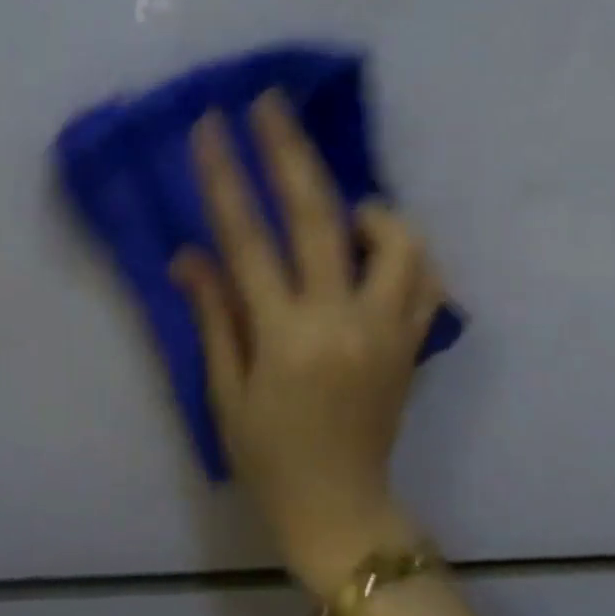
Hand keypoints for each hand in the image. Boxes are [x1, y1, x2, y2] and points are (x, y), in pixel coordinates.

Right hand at [170, 93, 444, 596]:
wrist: (341, 512)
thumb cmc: (268, 456)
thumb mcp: (225, 389)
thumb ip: (215, 313)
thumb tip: (190, 253)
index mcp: (285, 336)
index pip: (248, 238)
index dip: (225, 177)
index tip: (211, 128)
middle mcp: (342, 321)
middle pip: (319, 217)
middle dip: (289, 151)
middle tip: (270, 104)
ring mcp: (388, 330)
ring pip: (396, 241)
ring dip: (365, 205)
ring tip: (338, 202)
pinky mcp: (413, 343)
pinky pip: (424, 278)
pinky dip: (404, 248)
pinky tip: (375, 247)